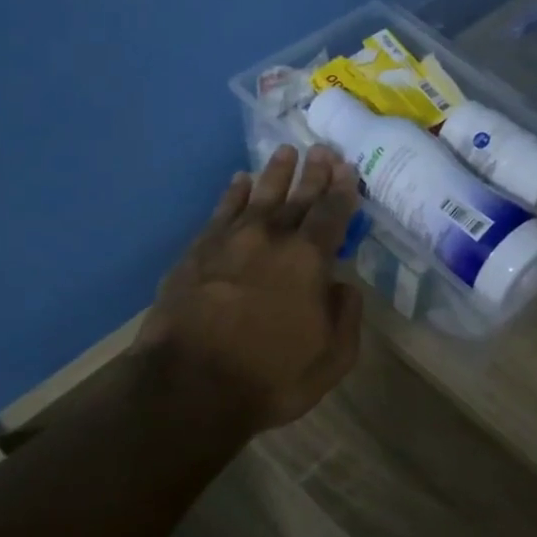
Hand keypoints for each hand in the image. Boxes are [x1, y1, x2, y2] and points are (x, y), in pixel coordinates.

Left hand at [134, 145, 363, 432]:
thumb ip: (346, 317)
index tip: (348, 169)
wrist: (189, 387)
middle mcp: (270, 239)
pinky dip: (232, 194)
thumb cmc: (270, 378)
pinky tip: (239, 182)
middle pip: (296, 198)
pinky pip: (220, 213)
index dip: (342, 192)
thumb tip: (343, 285)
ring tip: (285, 152)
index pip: (331, 216)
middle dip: (312, 173)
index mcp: (307, 261)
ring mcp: (229, 242)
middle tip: (322, 150)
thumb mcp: (331, 359)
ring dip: (274, 174)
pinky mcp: (196, 252)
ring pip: (257, 197)